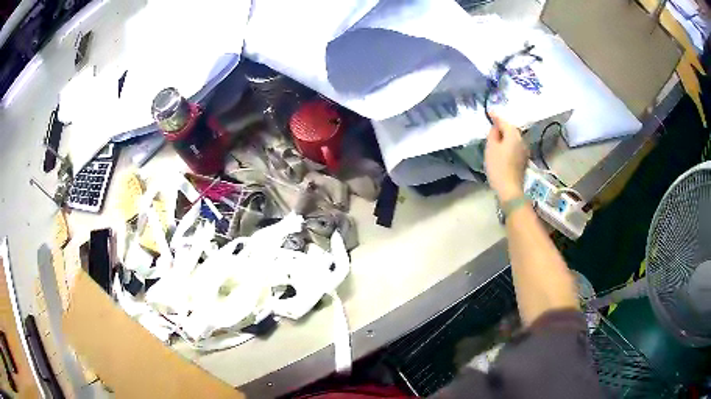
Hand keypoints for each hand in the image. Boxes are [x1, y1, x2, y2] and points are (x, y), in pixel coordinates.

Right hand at [484, 113, 528, 200]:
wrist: (509, 189)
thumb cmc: (498, 167)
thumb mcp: (491, 148)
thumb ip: (493, 134)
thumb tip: (496, 128)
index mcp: (513, 135)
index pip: (503, 121)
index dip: (495, 117)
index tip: (489, 112)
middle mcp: (522, 140)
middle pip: (511, 129)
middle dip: (502, 127)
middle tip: (492, 126)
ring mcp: (525, 151)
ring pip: (514, 139)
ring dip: (506, 137)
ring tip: (497, 138)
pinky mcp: (524, 160)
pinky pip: (516, 147)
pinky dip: (509, 145)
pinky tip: (503, 150)